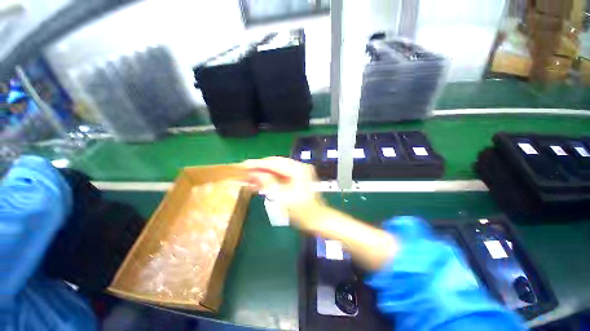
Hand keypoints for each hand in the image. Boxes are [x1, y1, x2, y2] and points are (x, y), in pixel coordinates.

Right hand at [241, 157, 324, 228]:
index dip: (258, 164)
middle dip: (259, 168)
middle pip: (275, 163)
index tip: (244, 164)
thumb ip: (268, 183)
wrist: (316, 219)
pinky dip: (270, 178)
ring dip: (263, 173)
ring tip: (249, 177)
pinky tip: (259, 182)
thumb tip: (255, 174)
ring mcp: (298, 172)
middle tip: (244, 170)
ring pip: (276, 169)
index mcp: (298, 169)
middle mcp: (299, 167)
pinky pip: (280, 175)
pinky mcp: (296, 178)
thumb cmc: (301, 211)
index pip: (274, 163)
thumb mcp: (282, 198)